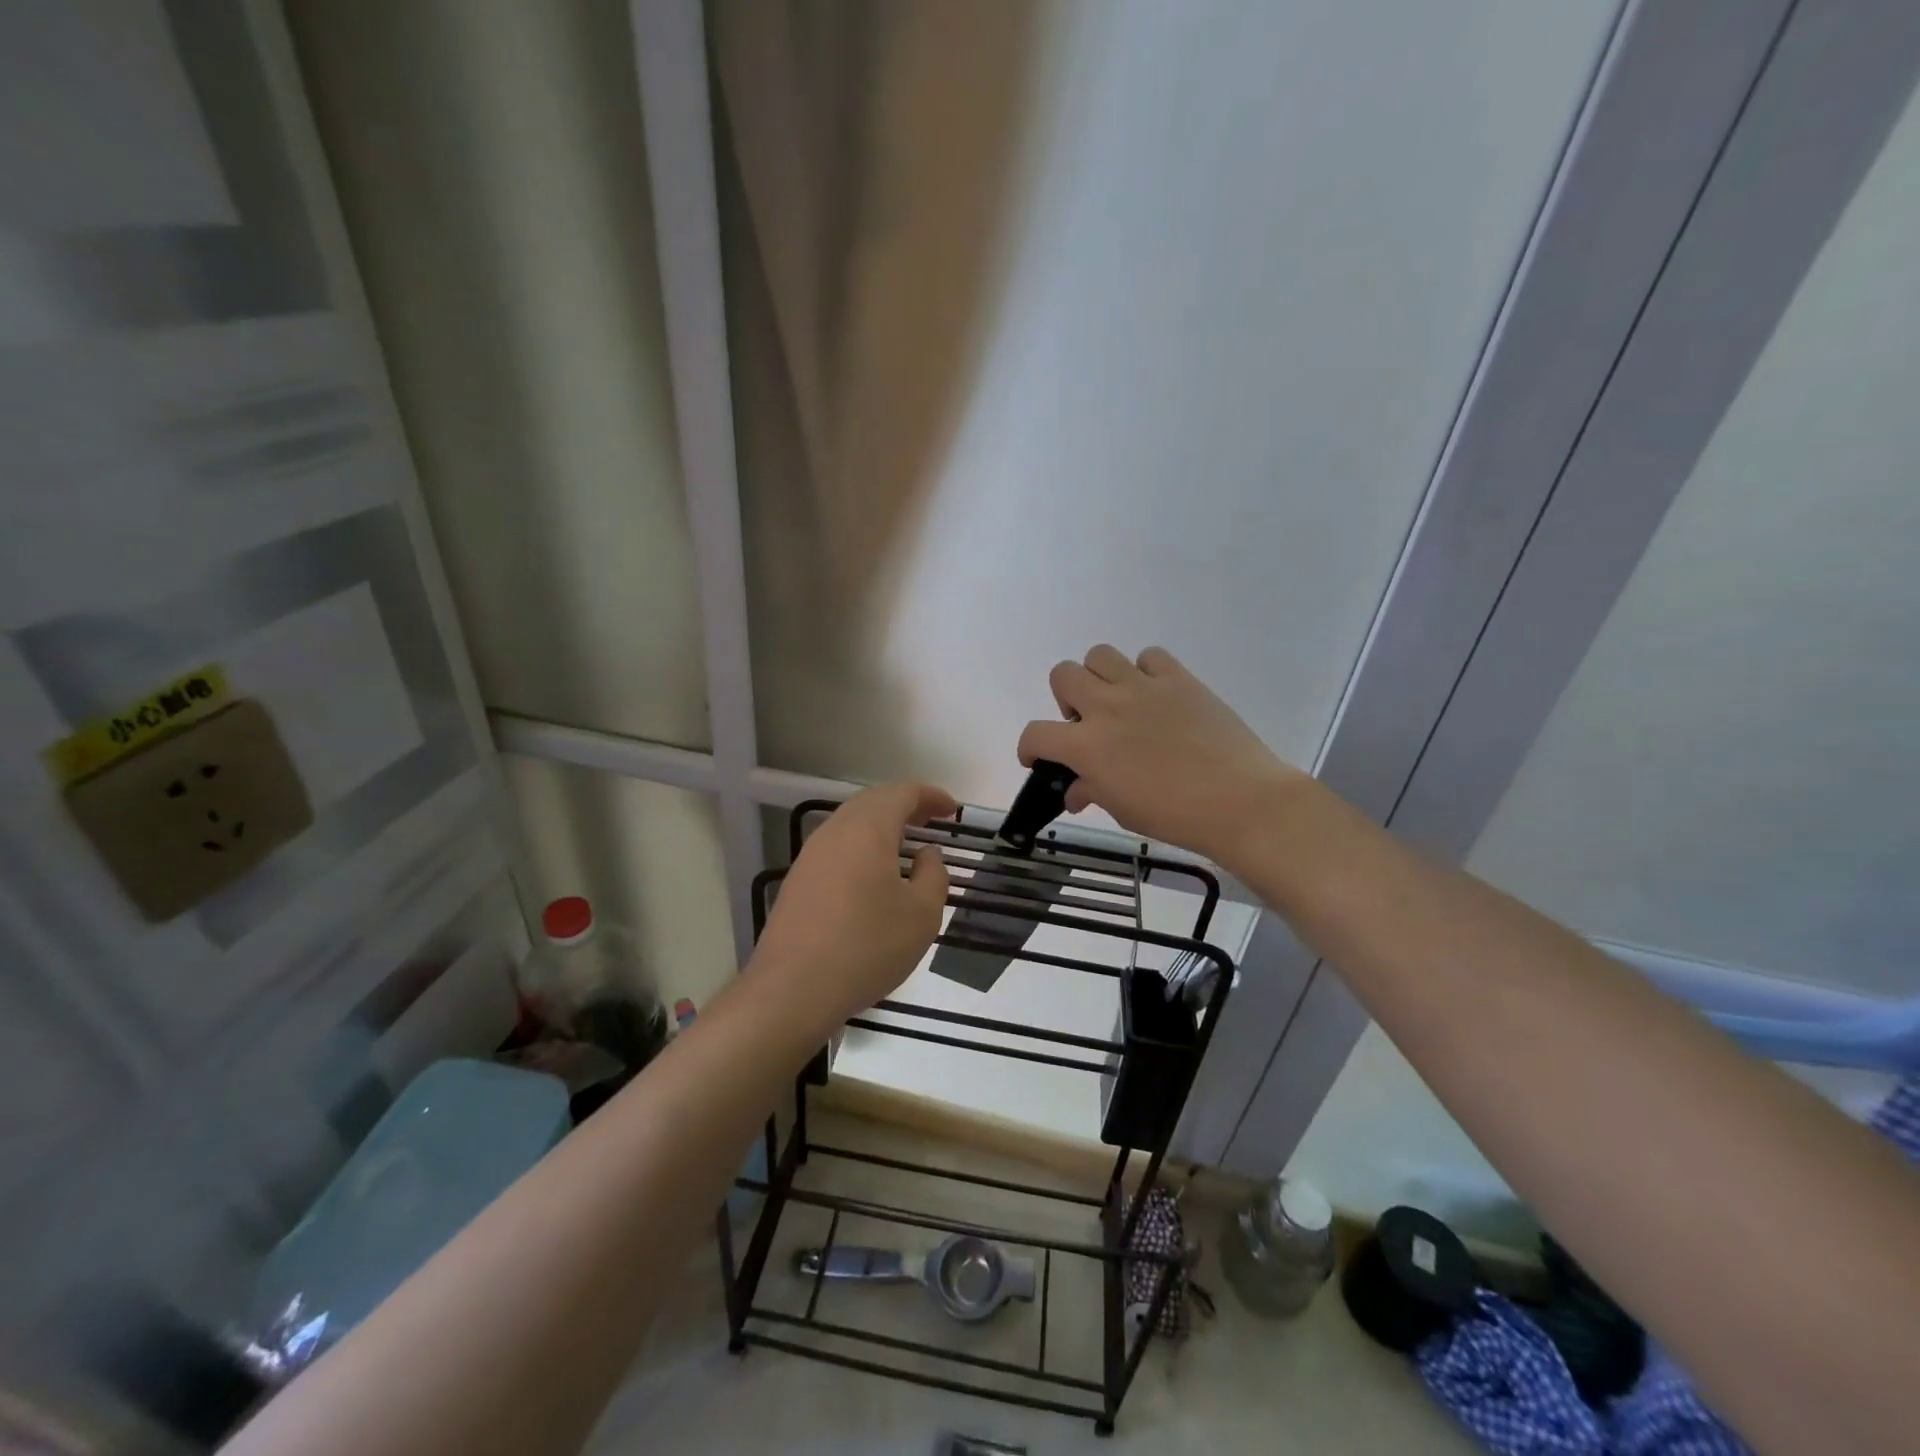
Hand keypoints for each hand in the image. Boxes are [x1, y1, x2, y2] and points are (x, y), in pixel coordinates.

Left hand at [747, 780, 956, 1028]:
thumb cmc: (867, 947)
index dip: (931, 796)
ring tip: (907, 843)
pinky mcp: (798, 880)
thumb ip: (933, 875)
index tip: (953, 810)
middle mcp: (835, 831)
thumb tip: (927, 854)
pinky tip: (874, 873)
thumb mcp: (922, 915)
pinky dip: (862, 846)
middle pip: (873, 801)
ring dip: (882, 825)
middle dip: (906, 805)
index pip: (903, 793)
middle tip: (933, 820)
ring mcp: (810, 855)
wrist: (793, 990)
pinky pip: (836, 847)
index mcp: (868, 829)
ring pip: (851, 823)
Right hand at [1017, 645, 1304, 866]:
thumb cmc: (1174, 816)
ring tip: (1118, 703)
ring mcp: (1143, 687)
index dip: (1029, 748)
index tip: (1039, 759)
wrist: (1239, 801)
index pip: (1036, 734)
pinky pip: (1149, 657)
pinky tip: (1156, 697)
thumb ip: (1091, 791)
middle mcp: (1107, 706)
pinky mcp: (1179, 679)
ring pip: (1100, 655)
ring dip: (1099, 677)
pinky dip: (1145, 671)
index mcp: (1087, 745)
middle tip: (1086, 724)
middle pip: (1062, 674)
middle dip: (1065, 699)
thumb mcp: (1122, 810)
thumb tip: (1077, 790)